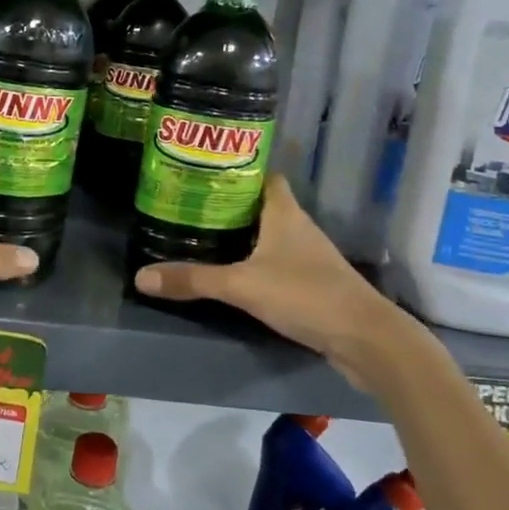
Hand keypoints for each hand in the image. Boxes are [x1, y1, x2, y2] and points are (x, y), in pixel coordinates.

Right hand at [133, 175, 408, 386]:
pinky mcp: (313, 284)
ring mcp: (309, 257)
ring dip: (243, 234)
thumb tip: (141, 277)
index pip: (263, 176)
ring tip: (204, 235)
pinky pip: (277, 262)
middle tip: (192, 204)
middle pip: (262, 205)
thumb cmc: (306, 295)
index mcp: (284, 213)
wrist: (367, 340)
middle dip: (230, 203)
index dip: (238, 169)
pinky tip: (234, 273)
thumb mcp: (242, 285)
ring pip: (269, 234)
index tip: (205, 171)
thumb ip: (194, 280)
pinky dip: (256, 262)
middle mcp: (298, 227)